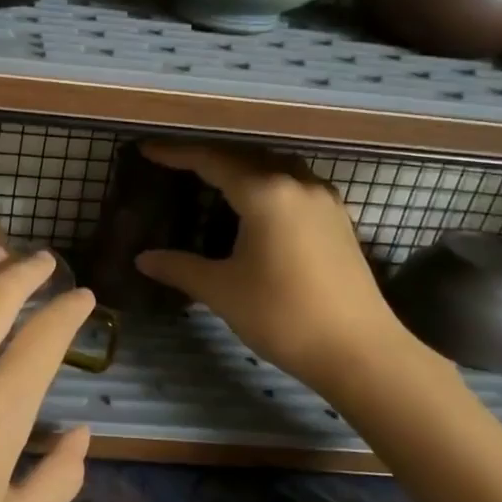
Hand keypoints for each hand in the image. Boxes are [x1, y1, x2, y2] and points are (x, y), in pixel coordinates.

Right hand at [134, 142, 422, 390]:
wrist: (359, 351)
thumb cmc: (283, 315)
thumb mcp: (222, 291)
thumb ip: (179, 268)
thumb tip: (142, 259)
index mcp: (266, 193)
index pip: (211, 160)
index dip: (176, 153)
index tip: (146, 150)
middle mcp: (297, 184)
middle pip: (245, 156)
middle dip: (207, 157)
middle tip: (174, 164)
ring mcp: (323, 200)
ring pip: (274, 167)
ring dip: (241, 167)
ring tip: (212, 180)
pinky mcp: (338, 220)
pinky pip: (294, 185)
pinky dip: (266, 184)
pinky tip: (255, 206)